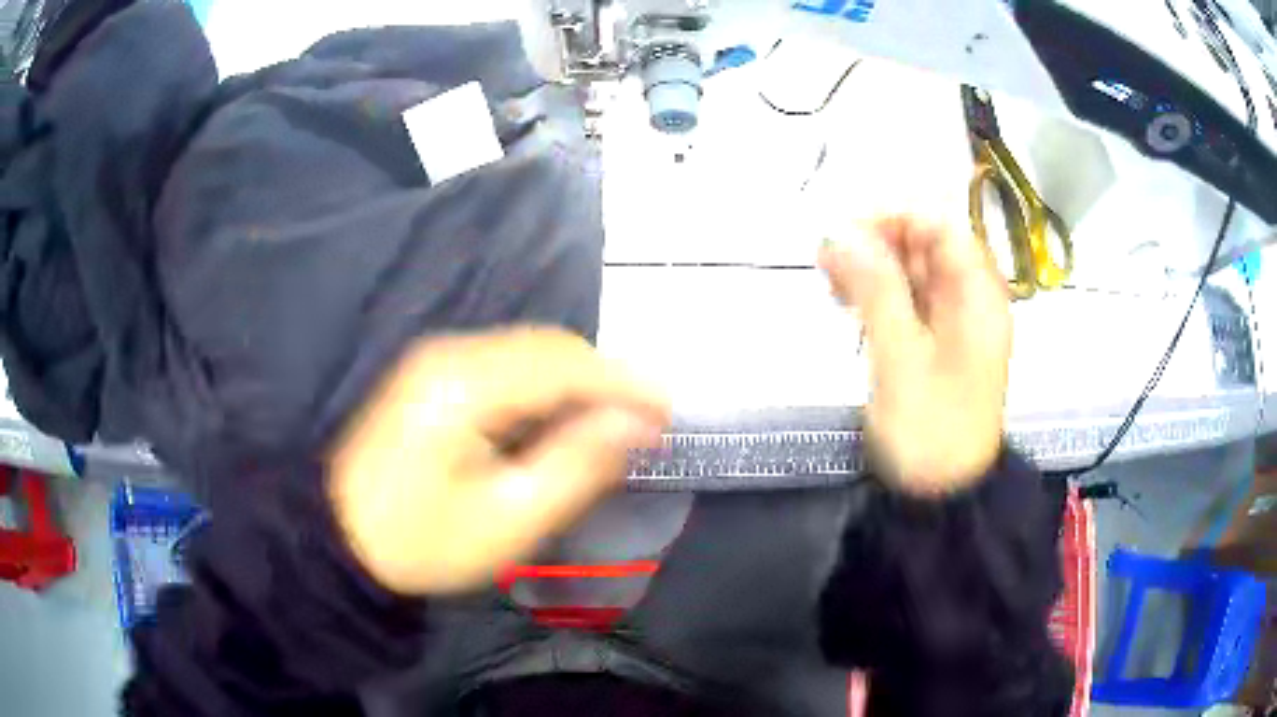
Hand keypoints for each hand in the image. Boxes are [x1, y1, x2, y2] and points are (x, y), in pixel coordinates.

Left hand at [328, 327, 669, 594]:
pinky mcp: (434, 376)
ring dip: (577, 384)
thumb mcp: (508, 520)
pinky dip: (545, 389)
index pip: (566, 365)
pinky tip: (559, 421)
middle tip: (646, 424)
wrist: (340, 537)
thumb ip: (576, 465)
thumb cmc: (422, 542)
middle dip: (604, 381)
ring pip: (530, 353)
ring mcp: (439, 360)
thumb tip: (636, 424)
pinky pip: (507, 367)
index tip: (669, 412)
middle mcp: (453, 354)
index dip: (625, 384)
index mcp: (466, 385)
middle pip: (549, 348)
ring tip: (613, 425)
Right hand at [818, 215, 1011, 493]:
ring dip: (871, 269)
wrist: (943, 496)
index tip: (846, 234)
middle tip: (826, 261)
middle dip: (876, 243)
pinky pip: (906, 301)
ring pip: (912, 271)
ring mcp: (953, 321)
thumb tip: (839, 232)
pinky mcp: (935, 342)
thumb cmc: (930, 429)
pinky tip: (846, 303)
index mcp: (977, 296)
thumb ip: (875, 289)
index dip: (895, 218)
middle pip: (925, 245)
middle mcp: (970, 299)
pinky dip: (876, 296)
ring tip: (830, 284)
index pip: (941, 226)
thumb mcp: (901, 357)